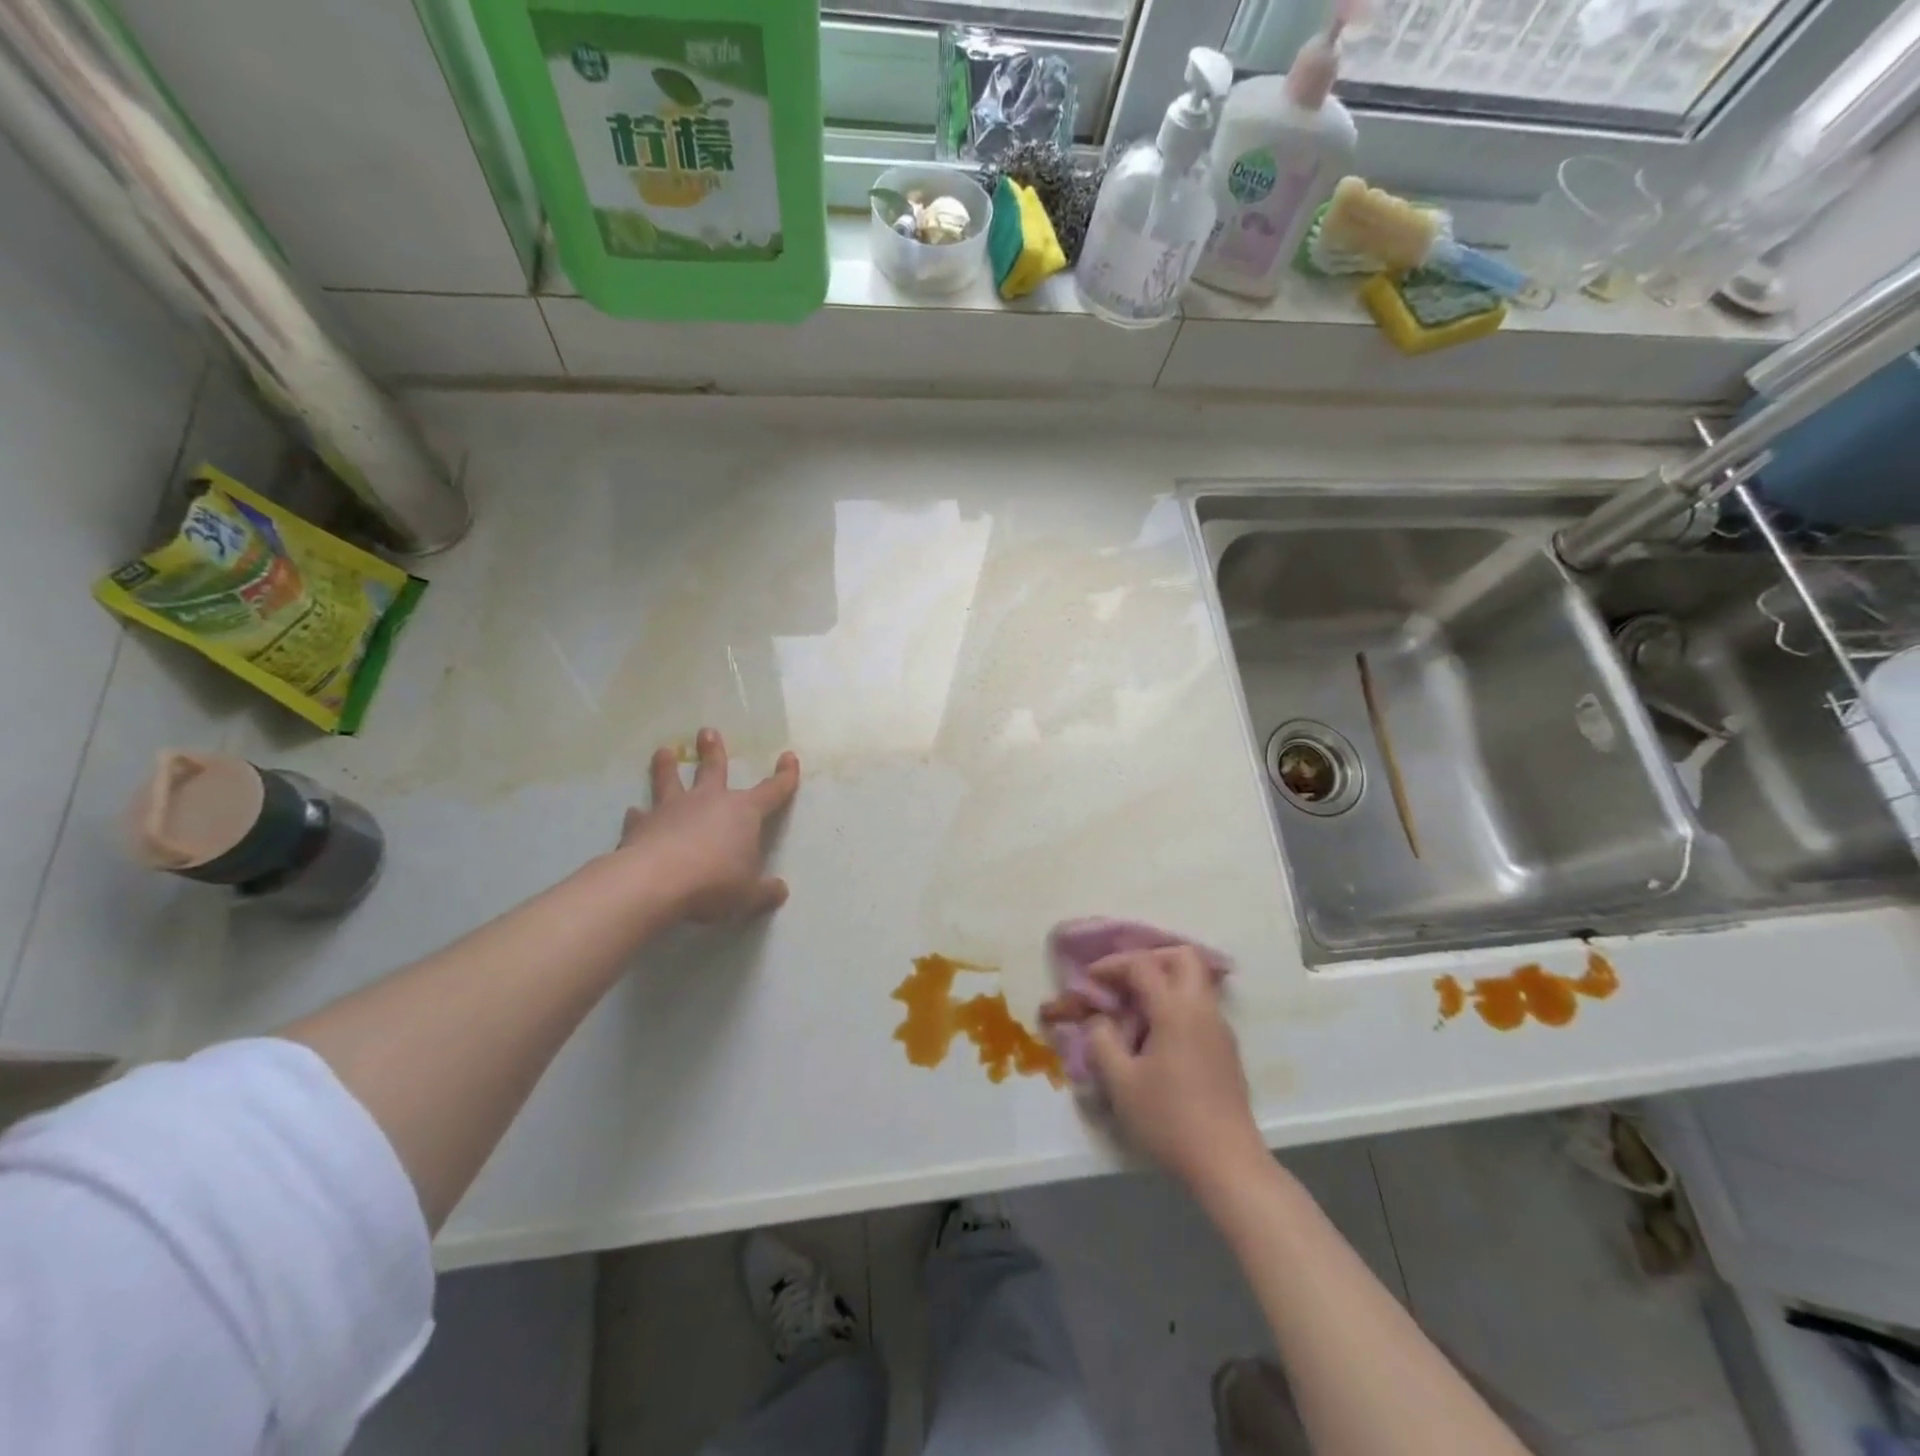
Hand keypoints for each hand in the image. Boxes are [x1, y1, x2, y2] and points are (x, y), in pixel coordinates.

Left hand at [618, 728, 799, 922]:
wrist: (655, 882)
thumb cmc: (714, 882)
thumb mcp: (748, 894)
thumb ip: (765, 891)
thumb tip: (780, 891)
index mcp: (743, 813)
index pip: (772, 790)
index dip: (784, 776)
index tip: (788, 757)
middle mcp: (708, 802)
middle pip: (713, 769)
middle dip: (714, 751)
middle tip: (707, 731)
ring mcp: (672, 810)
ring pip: (670, 781)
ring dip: (667, 767)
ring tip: (663, 751)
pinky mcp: (641, 826)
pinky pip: (640, 817)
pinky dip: (638, 815)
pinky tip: (632, 813)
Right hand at [1043, 947, 1265, 1195]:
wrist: (1228, 1165)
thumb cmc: (1170, 1120)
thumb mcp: (1121, 1083)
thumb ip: (1103, 1041)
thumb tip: (1101, 1021)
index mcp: (1176, 1009)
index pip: (1142, 965)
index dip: (1112, 966)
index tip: (1089, 980)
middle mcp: (1202, 1009)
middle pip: (1182, 957)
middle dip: (1149, 959)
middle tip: (1123, 981)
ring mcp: (1220, 1029)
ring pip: (1195, 982)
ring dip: (1164, 983)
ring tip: (1135, 1010)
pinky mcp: (1226, 1050)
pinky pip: (1200, 1007)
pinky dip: (1176, 1005)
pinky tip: (1156, 1036)